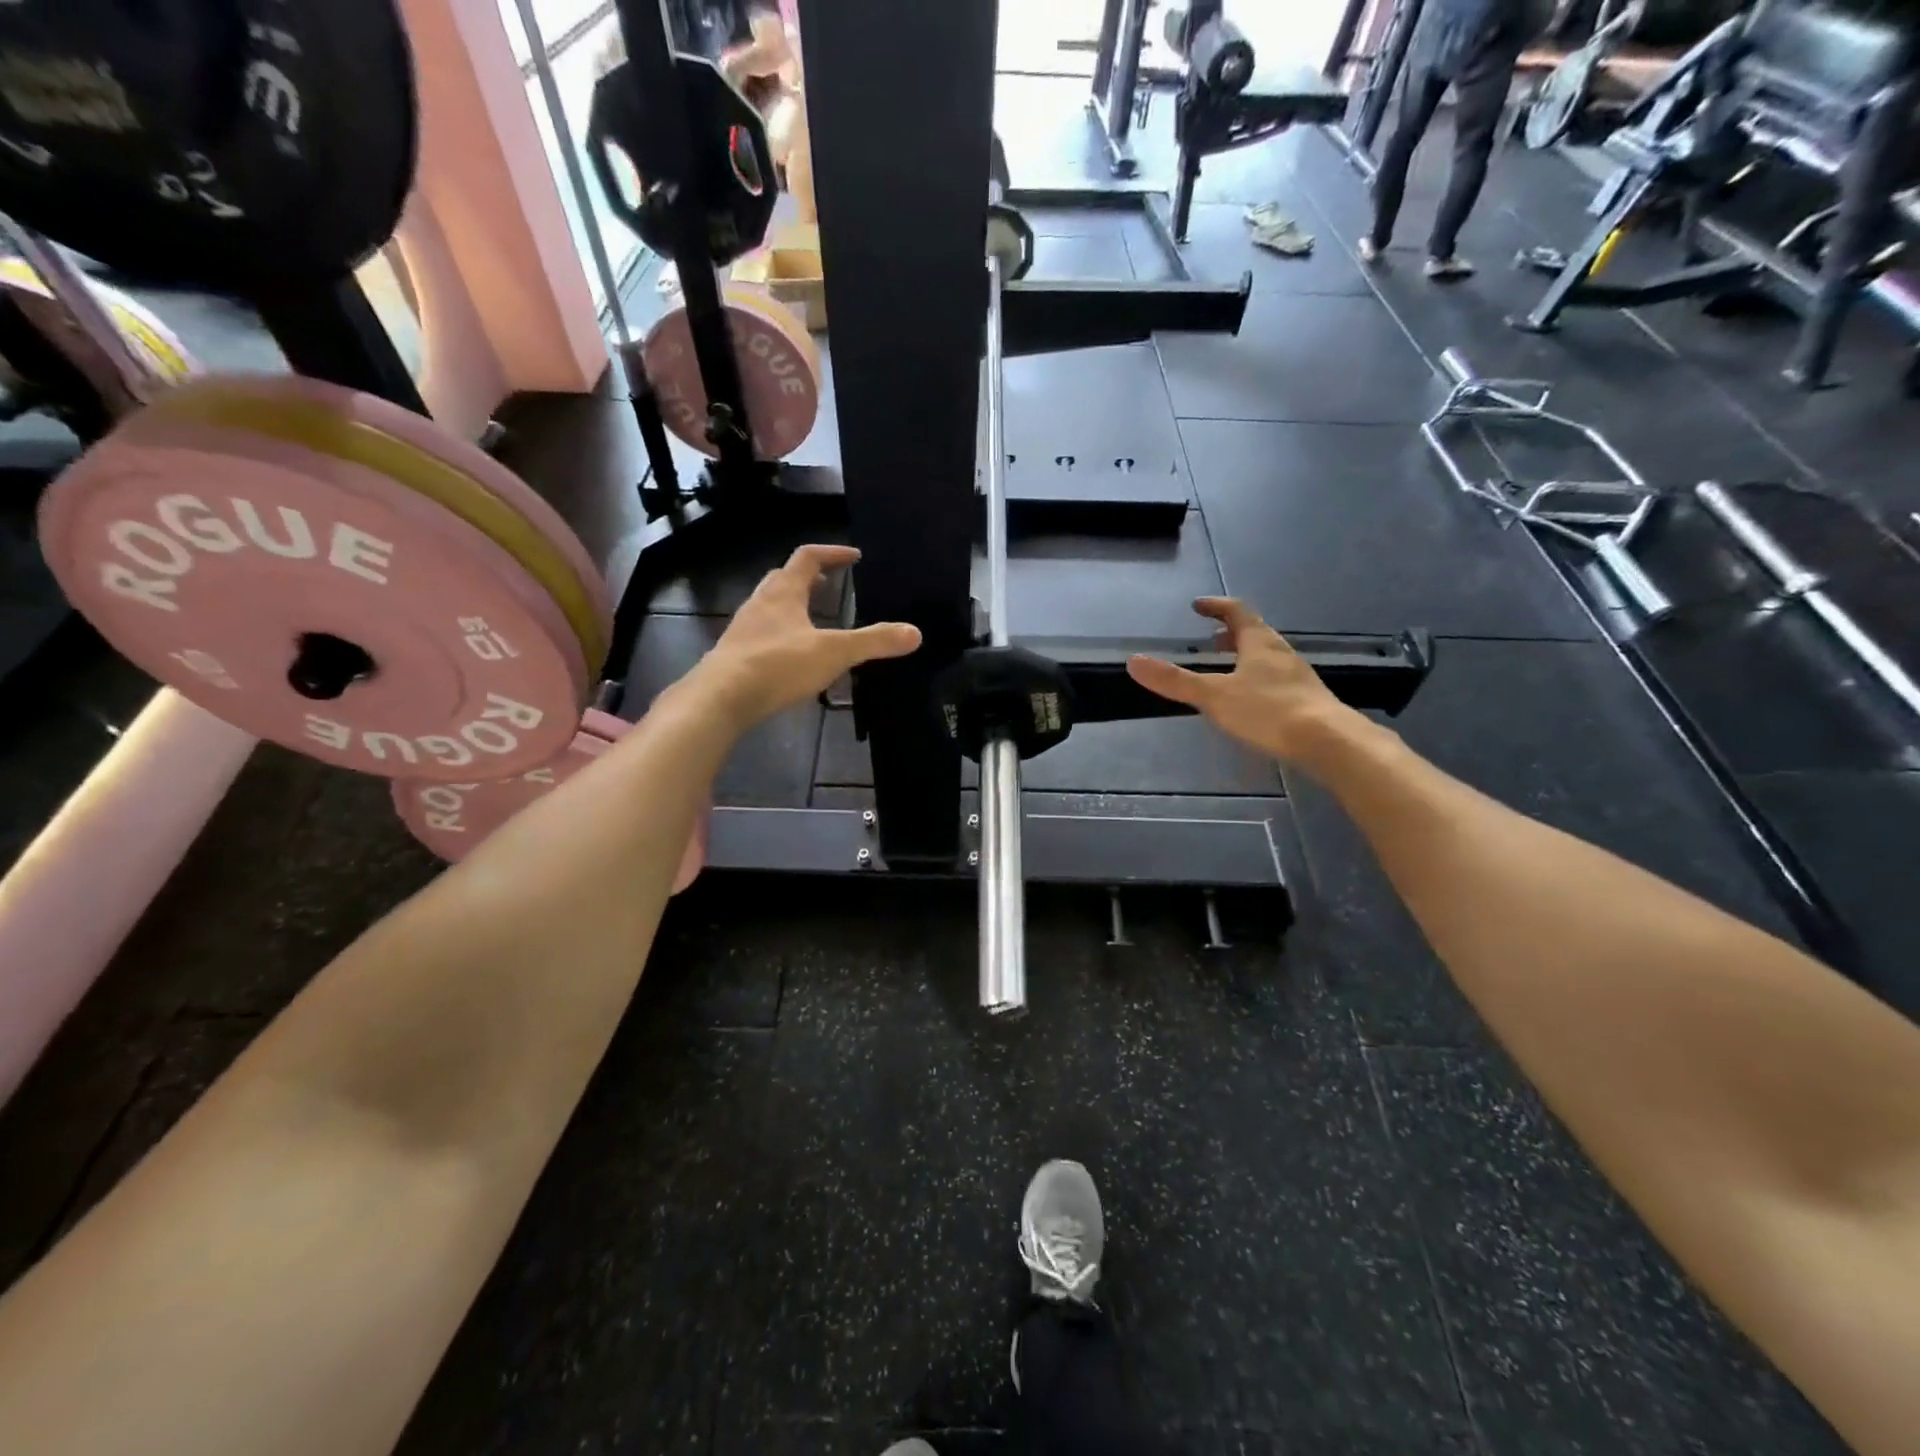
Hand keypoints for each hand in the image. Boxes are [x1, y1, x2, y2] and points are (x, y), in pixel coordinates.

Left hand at [692, 545, 920, 729]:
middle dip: (807, 578)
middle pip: (783, 578)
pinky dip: (780, 635)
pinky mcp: (735, 655)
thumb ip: (873, 642)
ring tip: (814, 620)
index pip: (808, 557)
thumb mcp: (834, 652)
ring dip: (791, 607)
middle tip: (829, 585)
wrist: (721, 698)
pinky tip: (792, 657)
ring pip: (769, 607)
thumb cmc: (778, 665)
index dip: (832, 553)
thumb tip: (914, 633)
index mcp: (784, 592)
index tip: (853, 557)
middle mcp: (760, 603)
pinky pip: (761, 635)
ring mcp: (743, 629)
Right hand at [1126, 597, 1358, 762]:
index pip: (1237, 612)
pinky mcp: (1306, 700)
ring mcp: (1297, 677)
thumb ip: (1174, 681)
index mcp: (1259, 643)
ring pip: (1267, 657)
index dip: (1216, 606)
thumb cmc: (1269, 711)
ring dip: (1245, 656)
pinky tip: (1251, 700)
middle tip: (1211, 638)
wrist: (1328, 741)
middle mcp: (1281, 653)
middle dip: (1231, 633)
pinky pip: (1276, 679)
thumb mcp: (1214, 696)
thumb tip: (1133, 661)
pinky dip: (1257, 679)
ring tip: (1227, 668)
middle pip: (1255, 634)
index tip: (1198, 605)